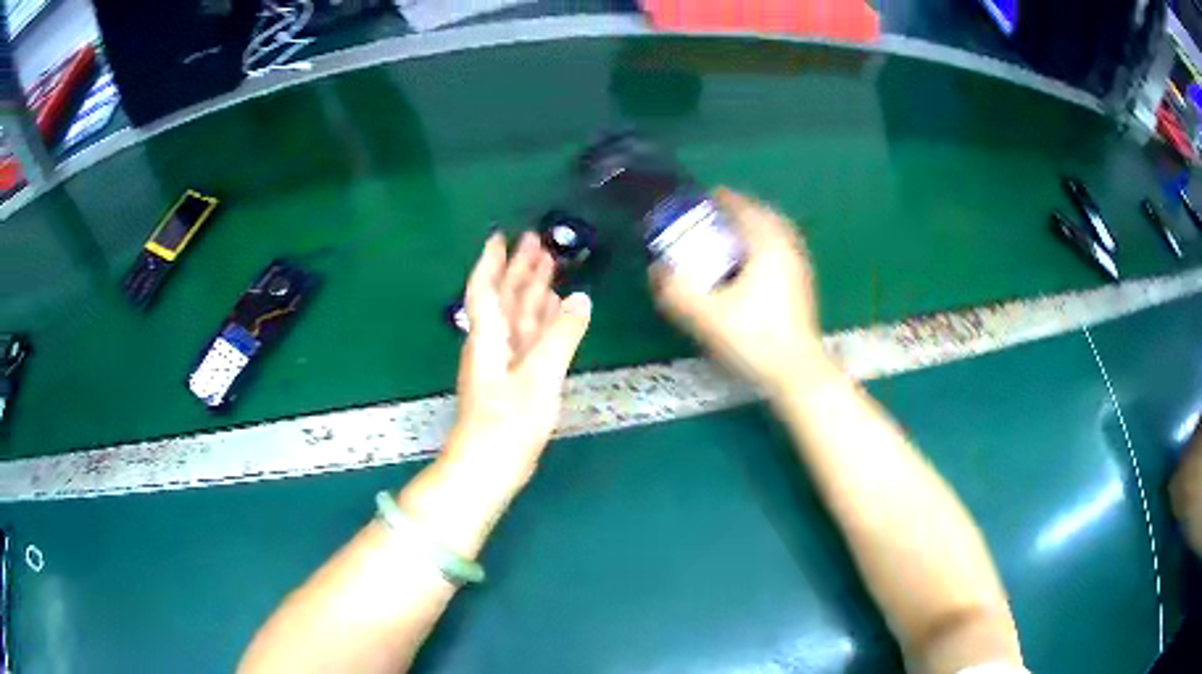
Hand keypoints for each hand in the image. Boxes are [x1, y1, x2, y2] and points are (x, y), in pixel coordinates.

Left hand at [446, 232, 591, 500]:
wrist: (489, 467)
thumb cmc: (508, 421)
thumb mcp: (539, 376)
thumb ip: (561, 335)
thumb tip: (581, 298)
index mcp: (489, 337)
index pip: (486, 289)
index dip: (492, 261)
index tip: (501, 236)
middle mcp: (493, 344)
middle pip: (504, 298)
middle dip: (519, 270)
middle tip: (538, 242)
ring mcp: (504, 363)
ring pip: (518, 318)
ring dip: (532, 292)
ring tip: (549, 268)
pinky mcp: (515, 381)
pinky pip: (528, 340)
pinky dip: (541, 322)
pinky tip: (555, 312)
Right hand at [651, 187, 823, 395]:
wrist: (796, 372)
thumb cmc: (754, 338)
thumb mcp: (706, 315)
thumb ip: (675, 291)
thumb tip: (656, 271)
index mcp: (766, 245)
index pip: (743, 207)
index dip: (722, 199)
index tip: (704, 197)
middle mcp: (787, 248)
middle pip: (764, 215)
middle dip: (740, 211)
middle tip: (717, 216)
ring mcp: (800, 267)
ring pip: (776, 233)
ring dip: (754, 229)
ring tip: (732, 238)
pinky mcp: (802, 286)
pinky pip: (782, 251)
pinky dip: (764, 247)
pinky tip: (751, 266)